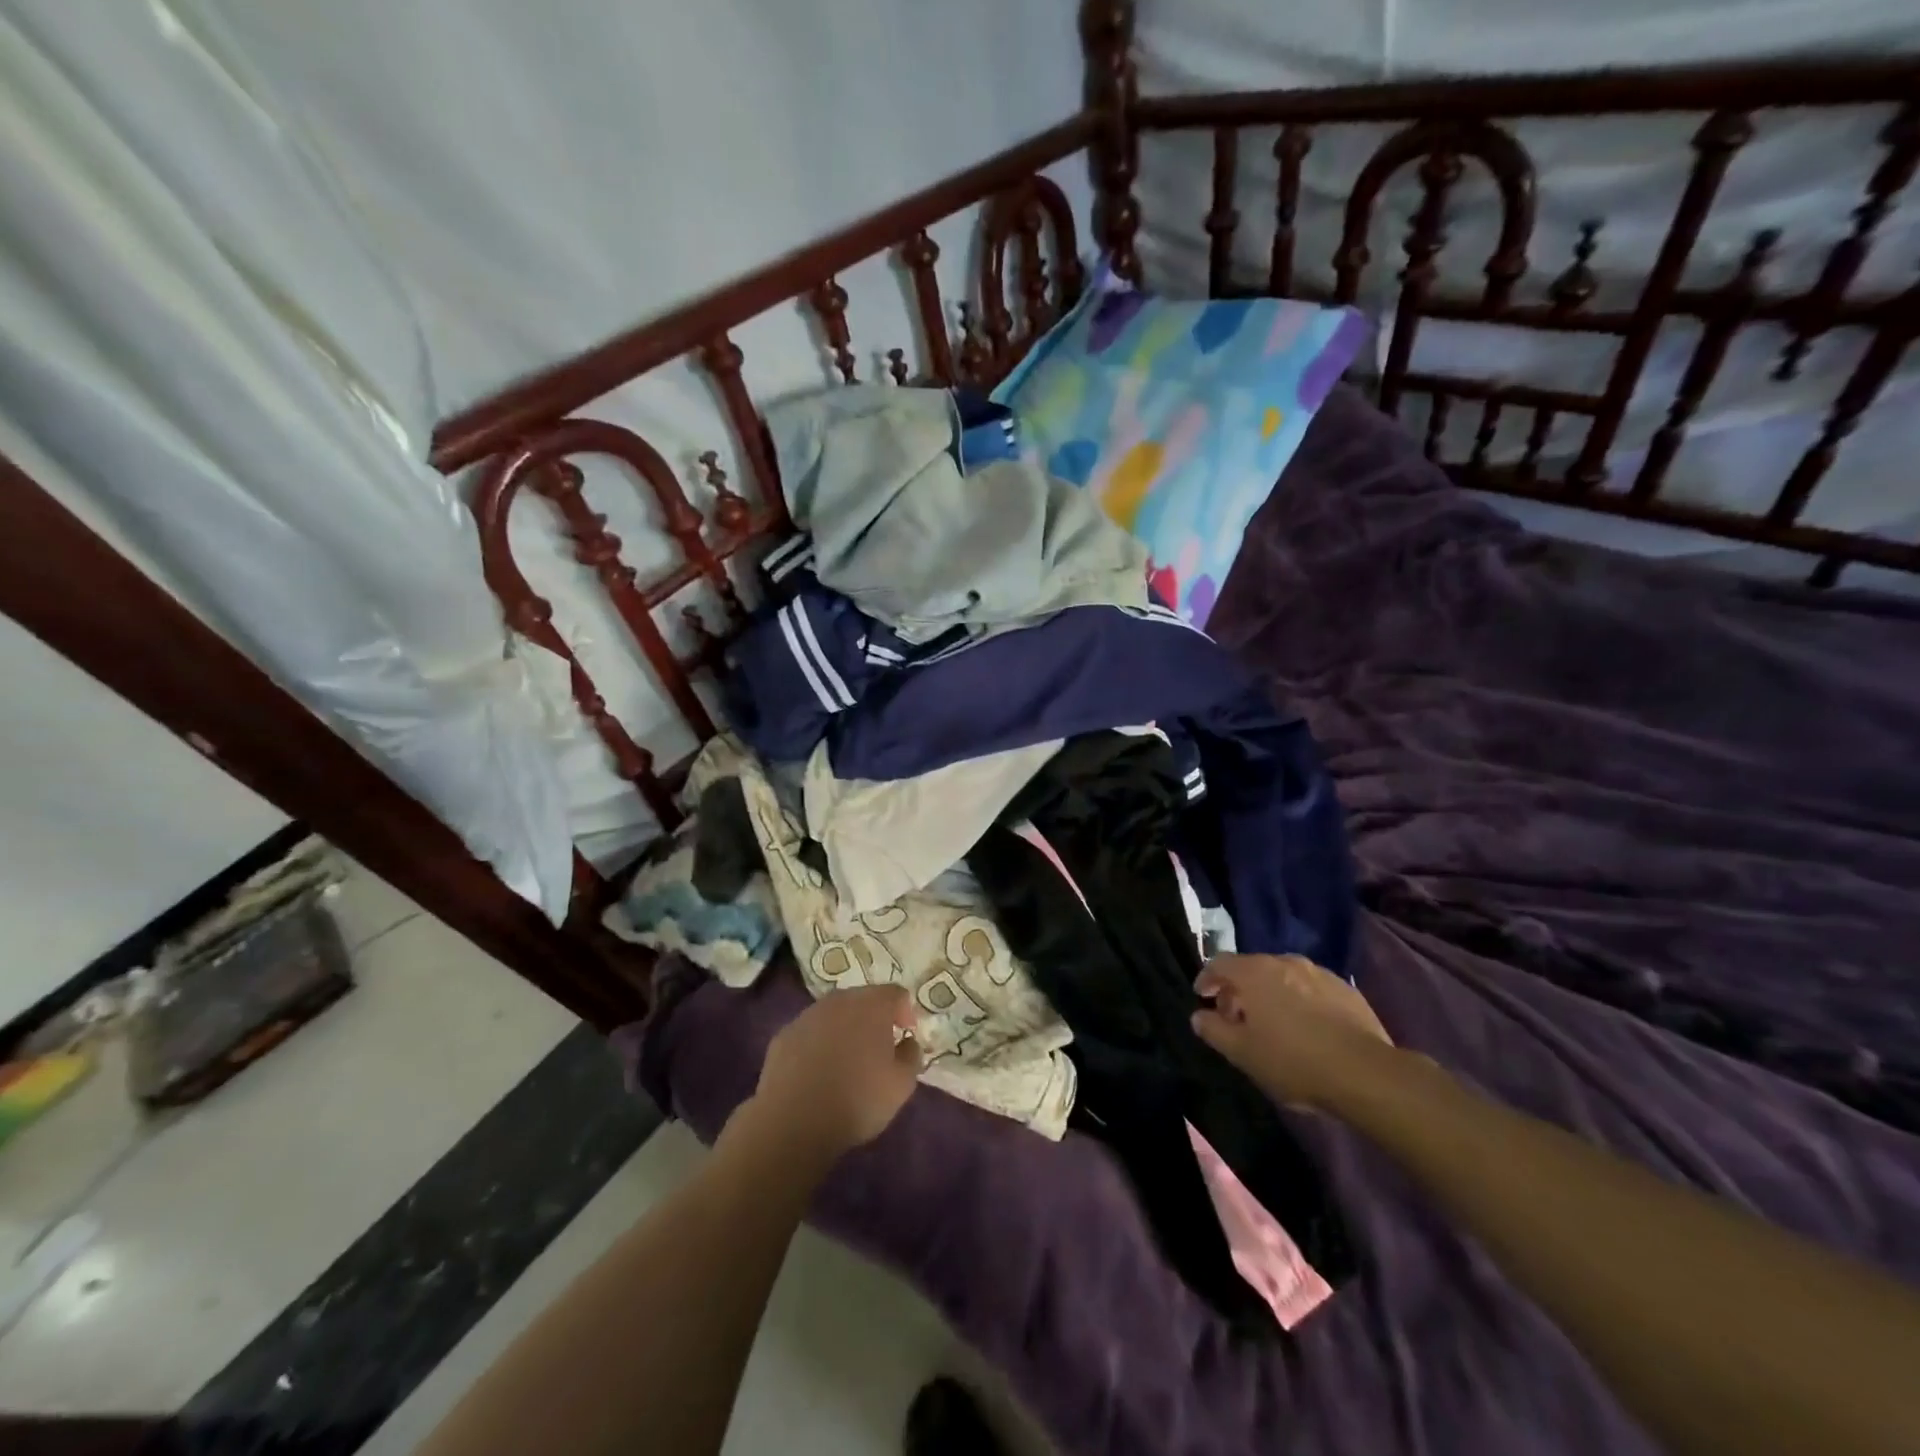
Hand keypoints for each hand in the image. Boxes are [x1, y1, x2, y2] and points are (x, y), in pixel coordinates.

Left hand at [745, 985, 922, 1162]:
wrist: (793, 1121)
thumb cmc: (857, 1099)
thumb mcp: (901, 1085)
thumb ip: (911, 1055)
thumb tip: (907, 1042)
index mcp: (872, 1005)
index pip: (896, 993)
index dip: (905, 1012)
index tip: (906, 1034)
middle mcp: (839, 1000)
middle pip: (863, 999)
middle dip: (874, 1018)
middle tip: (879, 1047)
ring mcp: (807, 1015)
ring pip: (834, 1014)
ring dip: (845, 1028)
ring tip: (848, 1060)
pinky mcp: (784, 1035)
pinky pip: (810, 1032)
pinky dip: (819, 1043)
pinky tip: (818, 1071)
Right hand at [1192, 954, 1393, 1108]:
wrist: (1365, 1073)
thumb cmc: (1293, 1061)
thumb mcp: (1242, 1053)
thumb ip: (1214, 1030)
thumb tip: (1199, 1016)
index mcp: (1254, 972)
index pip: (1219, 962)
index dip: (1207, 978)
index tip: (1204, 997)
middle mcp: (1284, 962)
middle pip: (1252, 967)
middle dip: (1239, 989)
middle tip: (1236, 1017)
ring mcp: (1319, 973)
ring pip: (1283, 976)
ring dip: (1271, 993)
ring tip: (1273, 1023)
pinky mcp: (1346, 990)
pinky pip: (1311, 988)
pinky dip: (1300, 1000)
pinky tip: (1306, 1027)